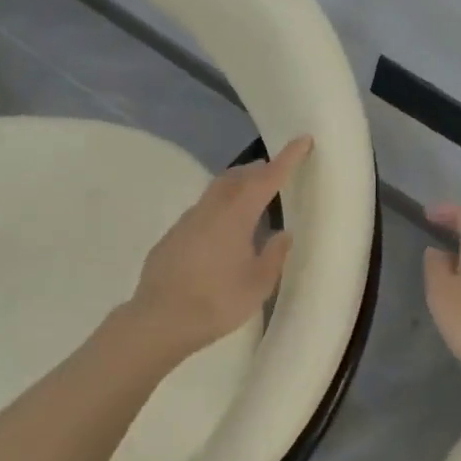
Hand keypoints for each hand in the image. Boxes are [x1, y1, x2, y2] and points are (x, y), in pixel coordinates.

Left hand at [127, 136, 311, 355]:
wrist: (159, 320)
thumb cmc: (216, 302)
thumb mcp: (257, 284)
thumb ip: (273, 255)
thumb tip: (282, 234)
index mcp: (236, 215)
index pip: (266, 178)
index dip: (287, 159)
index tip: (302, 140)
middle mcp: (210, 209)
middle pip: (236, 177)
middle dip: (257, 170)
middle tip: (274, 172)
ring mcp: (187, 221)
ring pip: (216, 191)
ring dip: (236, 187)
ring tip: (252, 199)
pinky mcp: (172, 236)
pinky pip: (202, 211)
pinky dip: (219, 209)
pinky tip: (223, 231)